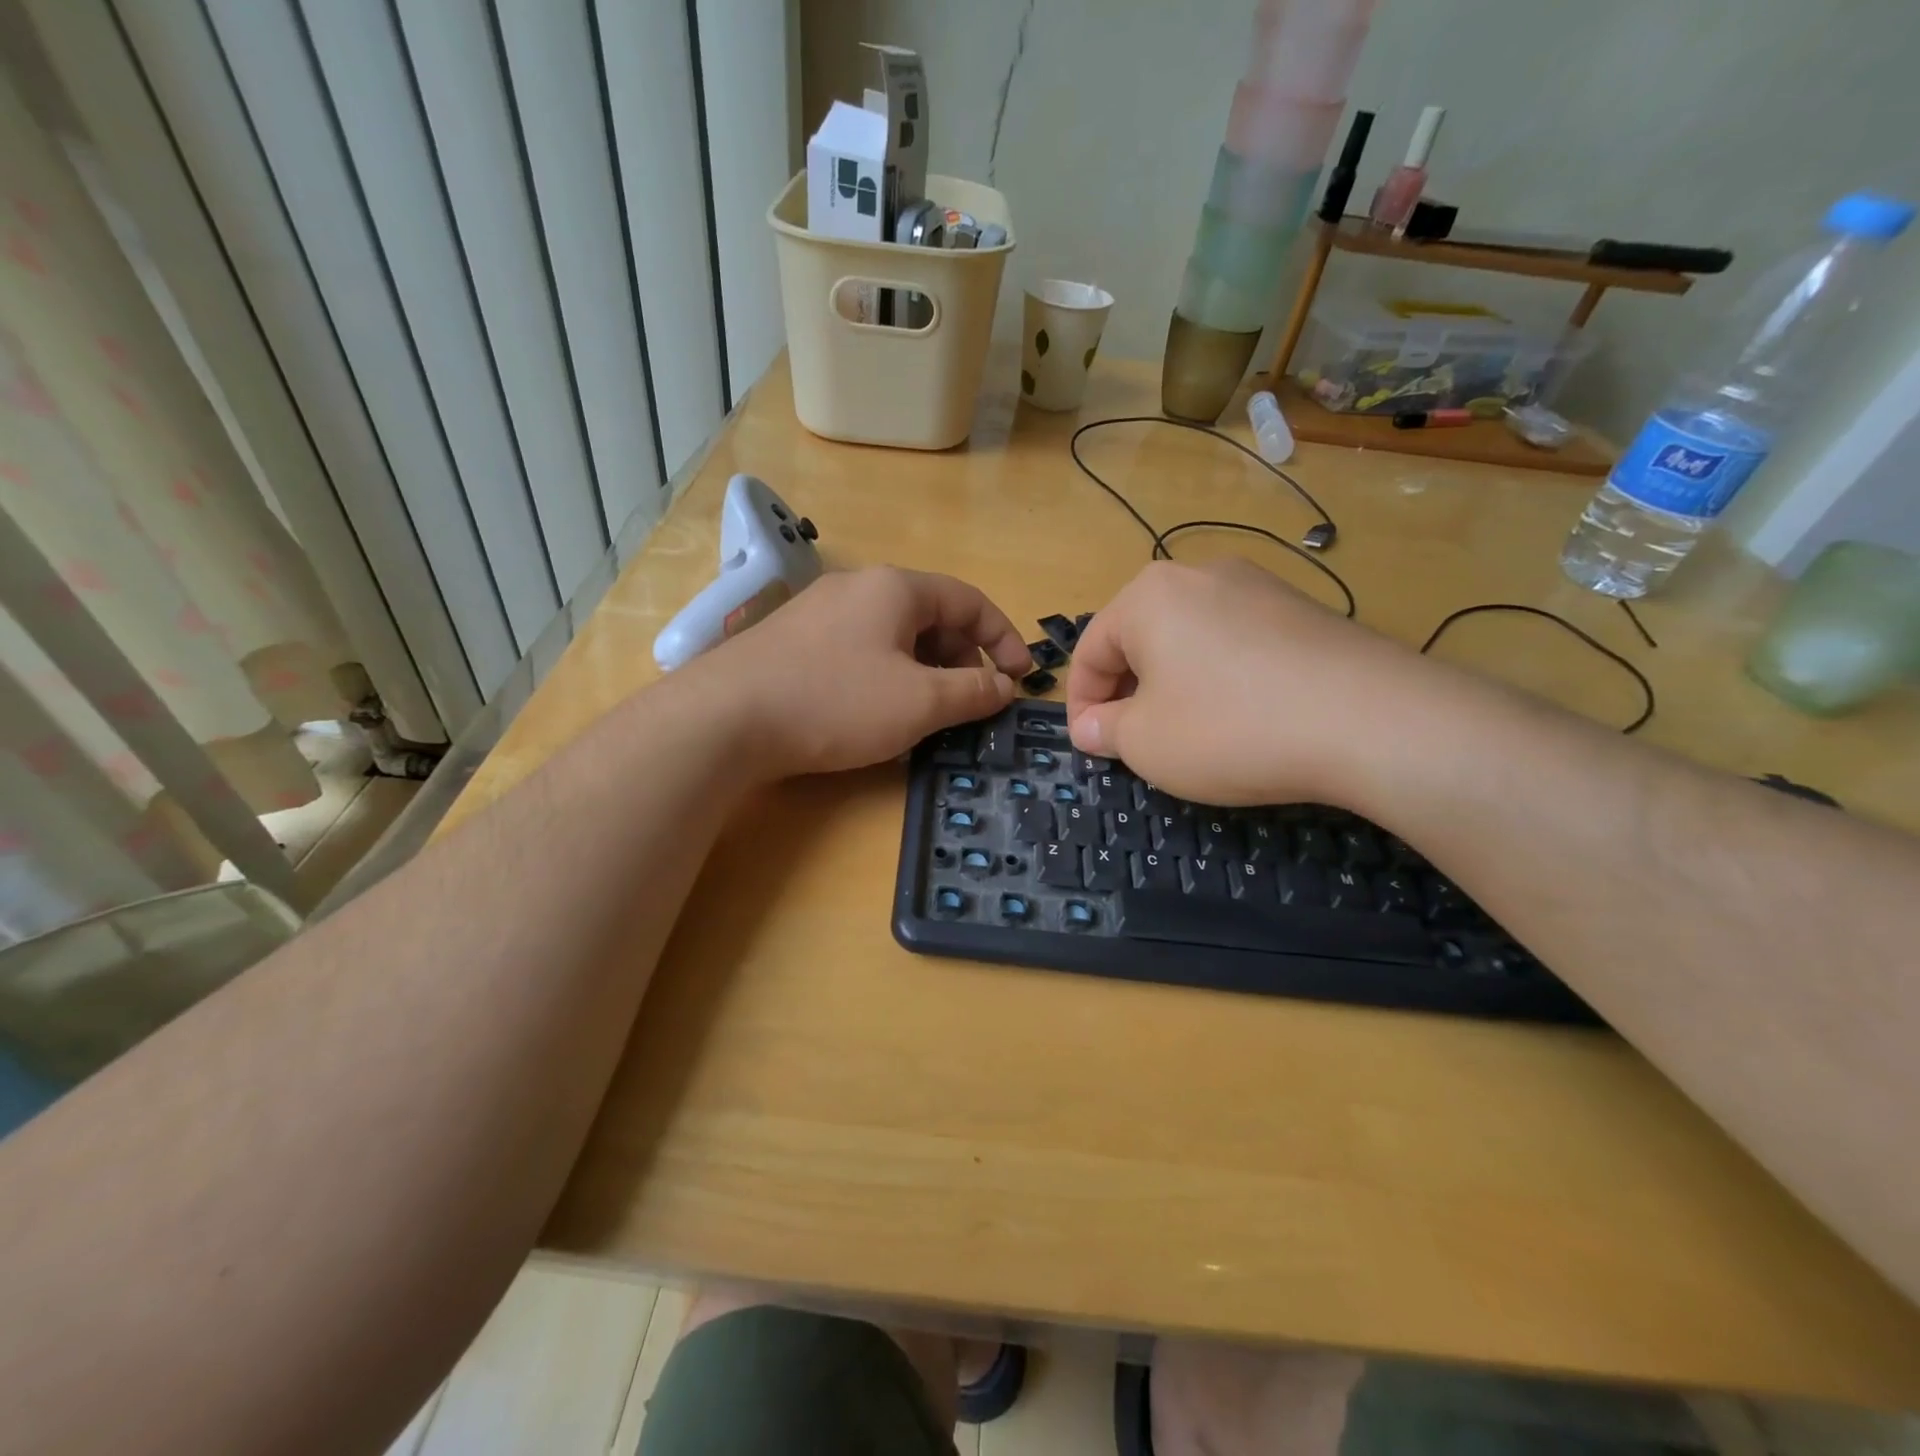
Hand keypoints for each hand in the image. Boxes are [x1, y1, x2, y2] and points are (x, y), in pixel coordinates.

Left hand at [693, 566, 1032, 777]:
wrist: (724, 718)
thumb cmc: (835, 702)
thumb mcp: (919, 702)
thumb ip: (972, 691)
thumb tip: (1004, 687)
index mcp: (896, 588)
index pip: (969, 600)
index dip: (1003, 638)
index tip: (1020, 678)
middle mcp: (858, 587)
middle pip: (931, 615)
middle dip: (962, 658)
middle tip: (972, 701)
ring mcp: (820, 611)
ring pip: (894, 635)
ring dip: (925, 670)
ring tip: (928, 712)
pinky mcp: (793, 640)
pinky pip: (860, 649)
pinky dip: (887, 675)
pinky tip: (878, 711)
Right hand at [1066, 558, 1437, 806]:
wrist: (1371, 720)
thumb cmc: (1230, 728)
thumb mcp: (1146, 743)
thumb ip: (1105, 732)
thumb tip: (1089, 727)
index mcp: (1148, 596)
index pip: (1091, 650)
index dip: (1081, 704)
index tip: (1090, 747)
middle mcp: (1199, 575)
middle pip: (1140, 638)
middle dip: (1129, 692)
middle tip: (1135, 741)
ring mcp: (1258, 586)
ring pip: (1189, 639)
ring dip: (1174, 685)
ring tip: (1188, 731)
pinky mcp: (1302, 609)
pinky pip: (1237, 643)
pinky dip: (1222, 678)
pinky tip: (1243, 717)